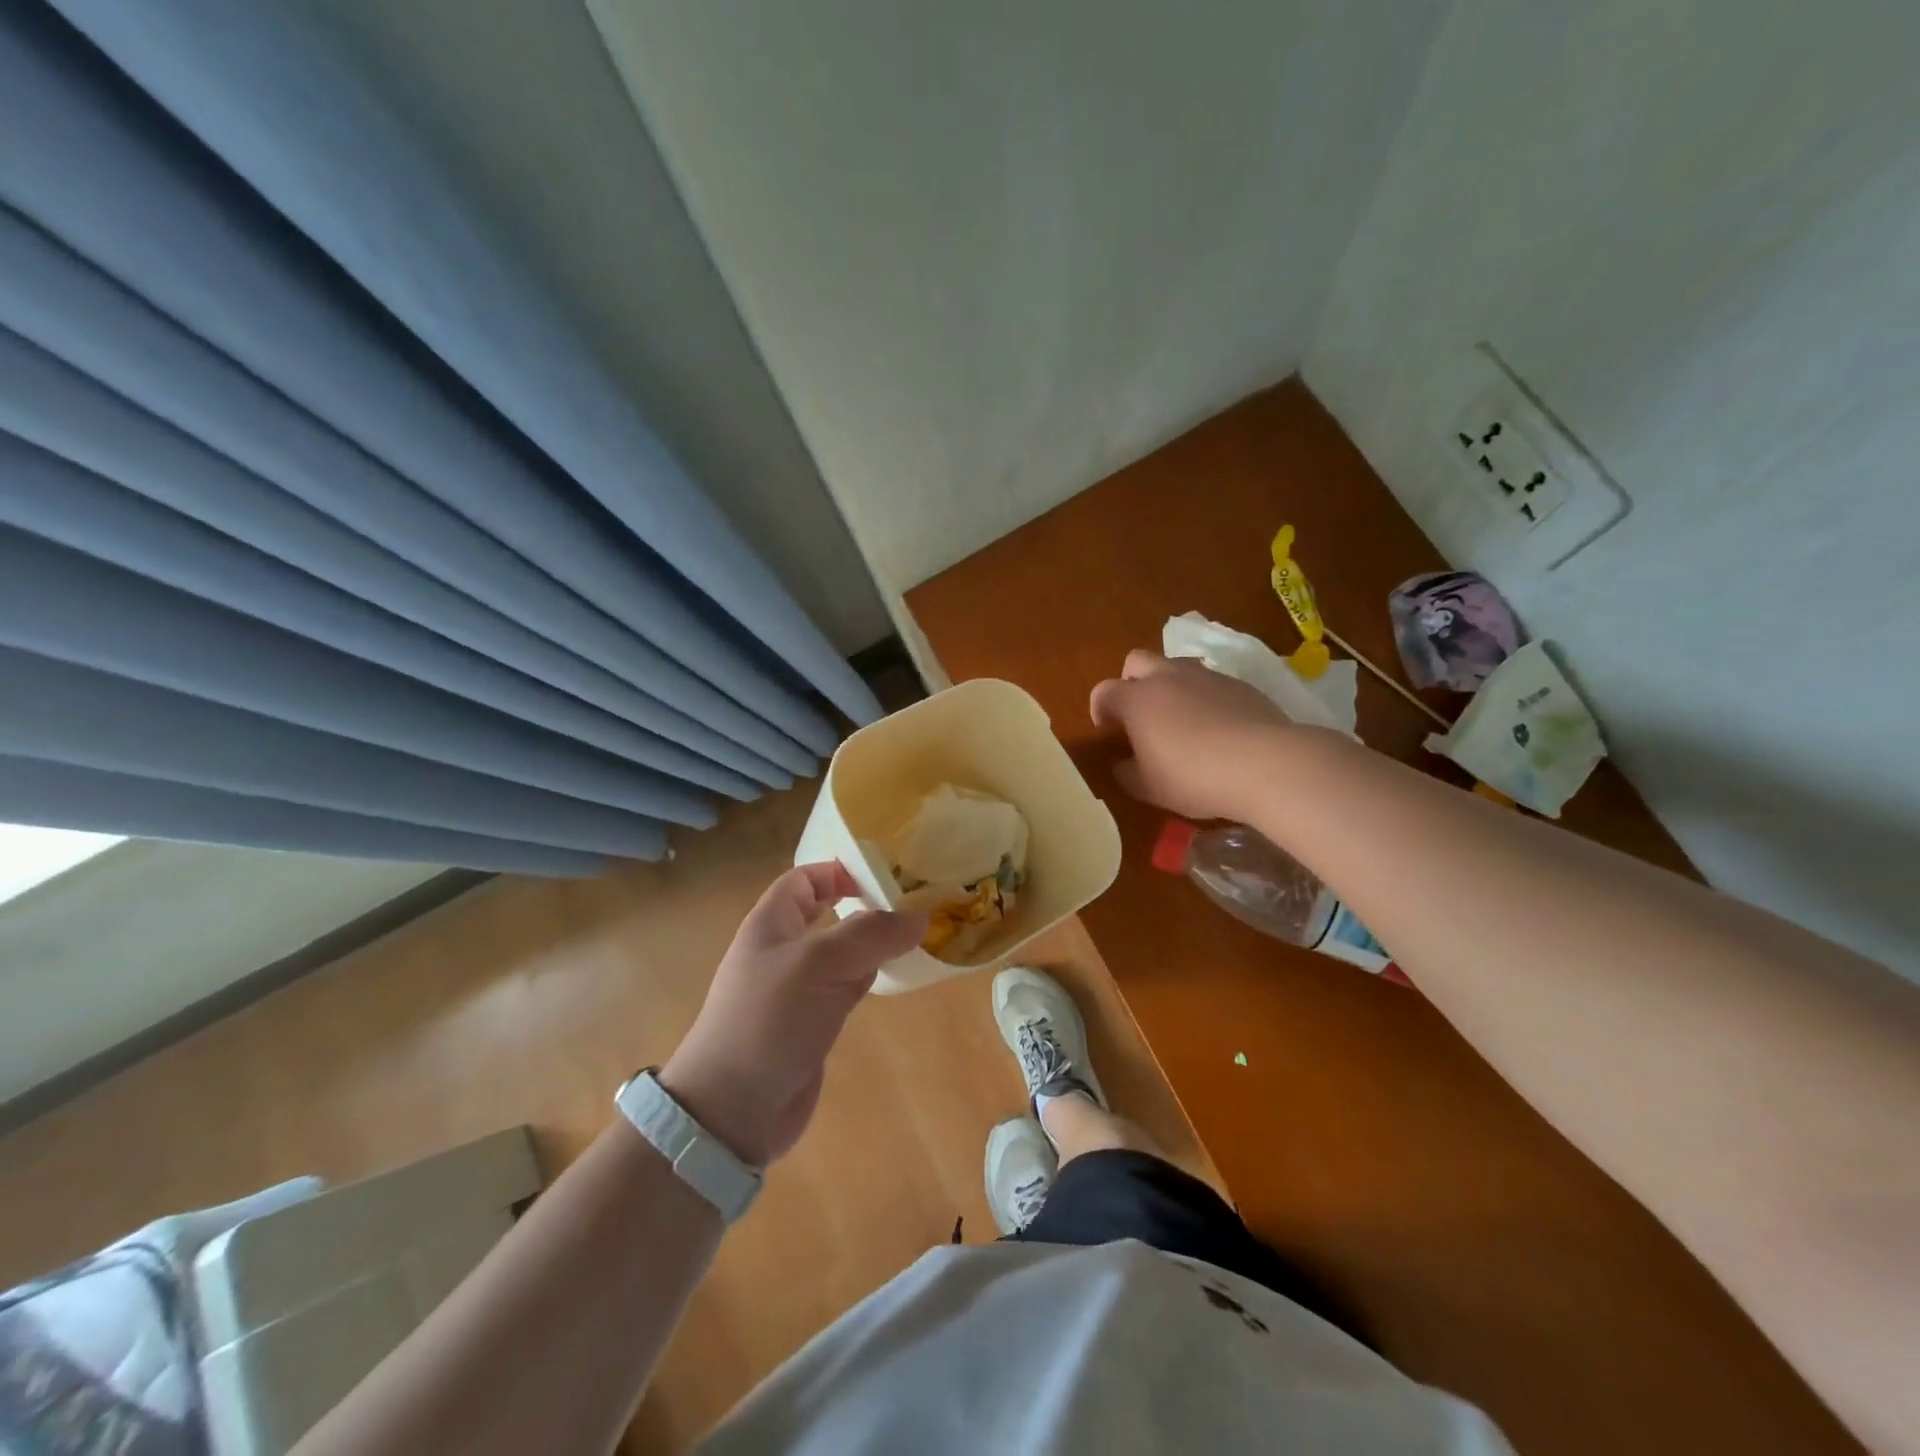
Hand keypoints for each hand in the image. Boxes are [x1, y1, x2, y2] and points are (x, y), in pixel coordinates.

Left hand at [661, 864, 925, 1166]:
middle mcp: (786, 949)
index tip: (888, 872)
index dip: (841, 870)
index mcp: (772, 923)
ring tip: (923, 931)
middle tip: (918, 898)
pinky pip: (850, 986)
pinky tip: (901, 973)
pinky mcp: (815, 1021)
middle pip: (830, 912)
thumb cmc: (767, 1021)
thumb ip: (869, 935)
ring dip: (877, 942)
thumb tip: (921, 916)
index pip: (806, 879)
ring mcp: (800, 988)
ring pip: (845, 951)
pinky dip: (874, 976)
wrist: (732, 1110)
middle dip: (869, 904)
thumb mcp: (818, 965)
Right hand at [1089, 650, 1293, 820]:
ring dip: (1169, 685)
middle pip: (1138, 661)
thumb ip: (1127, 773)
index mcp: (1138, 699)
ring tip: (1179, 718)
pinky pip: (1211, 683)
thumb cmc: (1193, 776)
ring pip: (1177, 666)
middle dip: (1131, 681)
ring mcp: (1207, 676)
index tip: (1106, 728)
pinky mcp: (1240, 684)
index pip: (1104, 691)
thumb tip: (1121, 765)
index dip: (1099, 708)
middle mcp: (1168, 677)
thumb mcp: (1149, 787)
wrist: (1265, 763)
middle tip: (1139, 713)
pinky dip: (1204, 697)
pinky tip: (1216, 726)